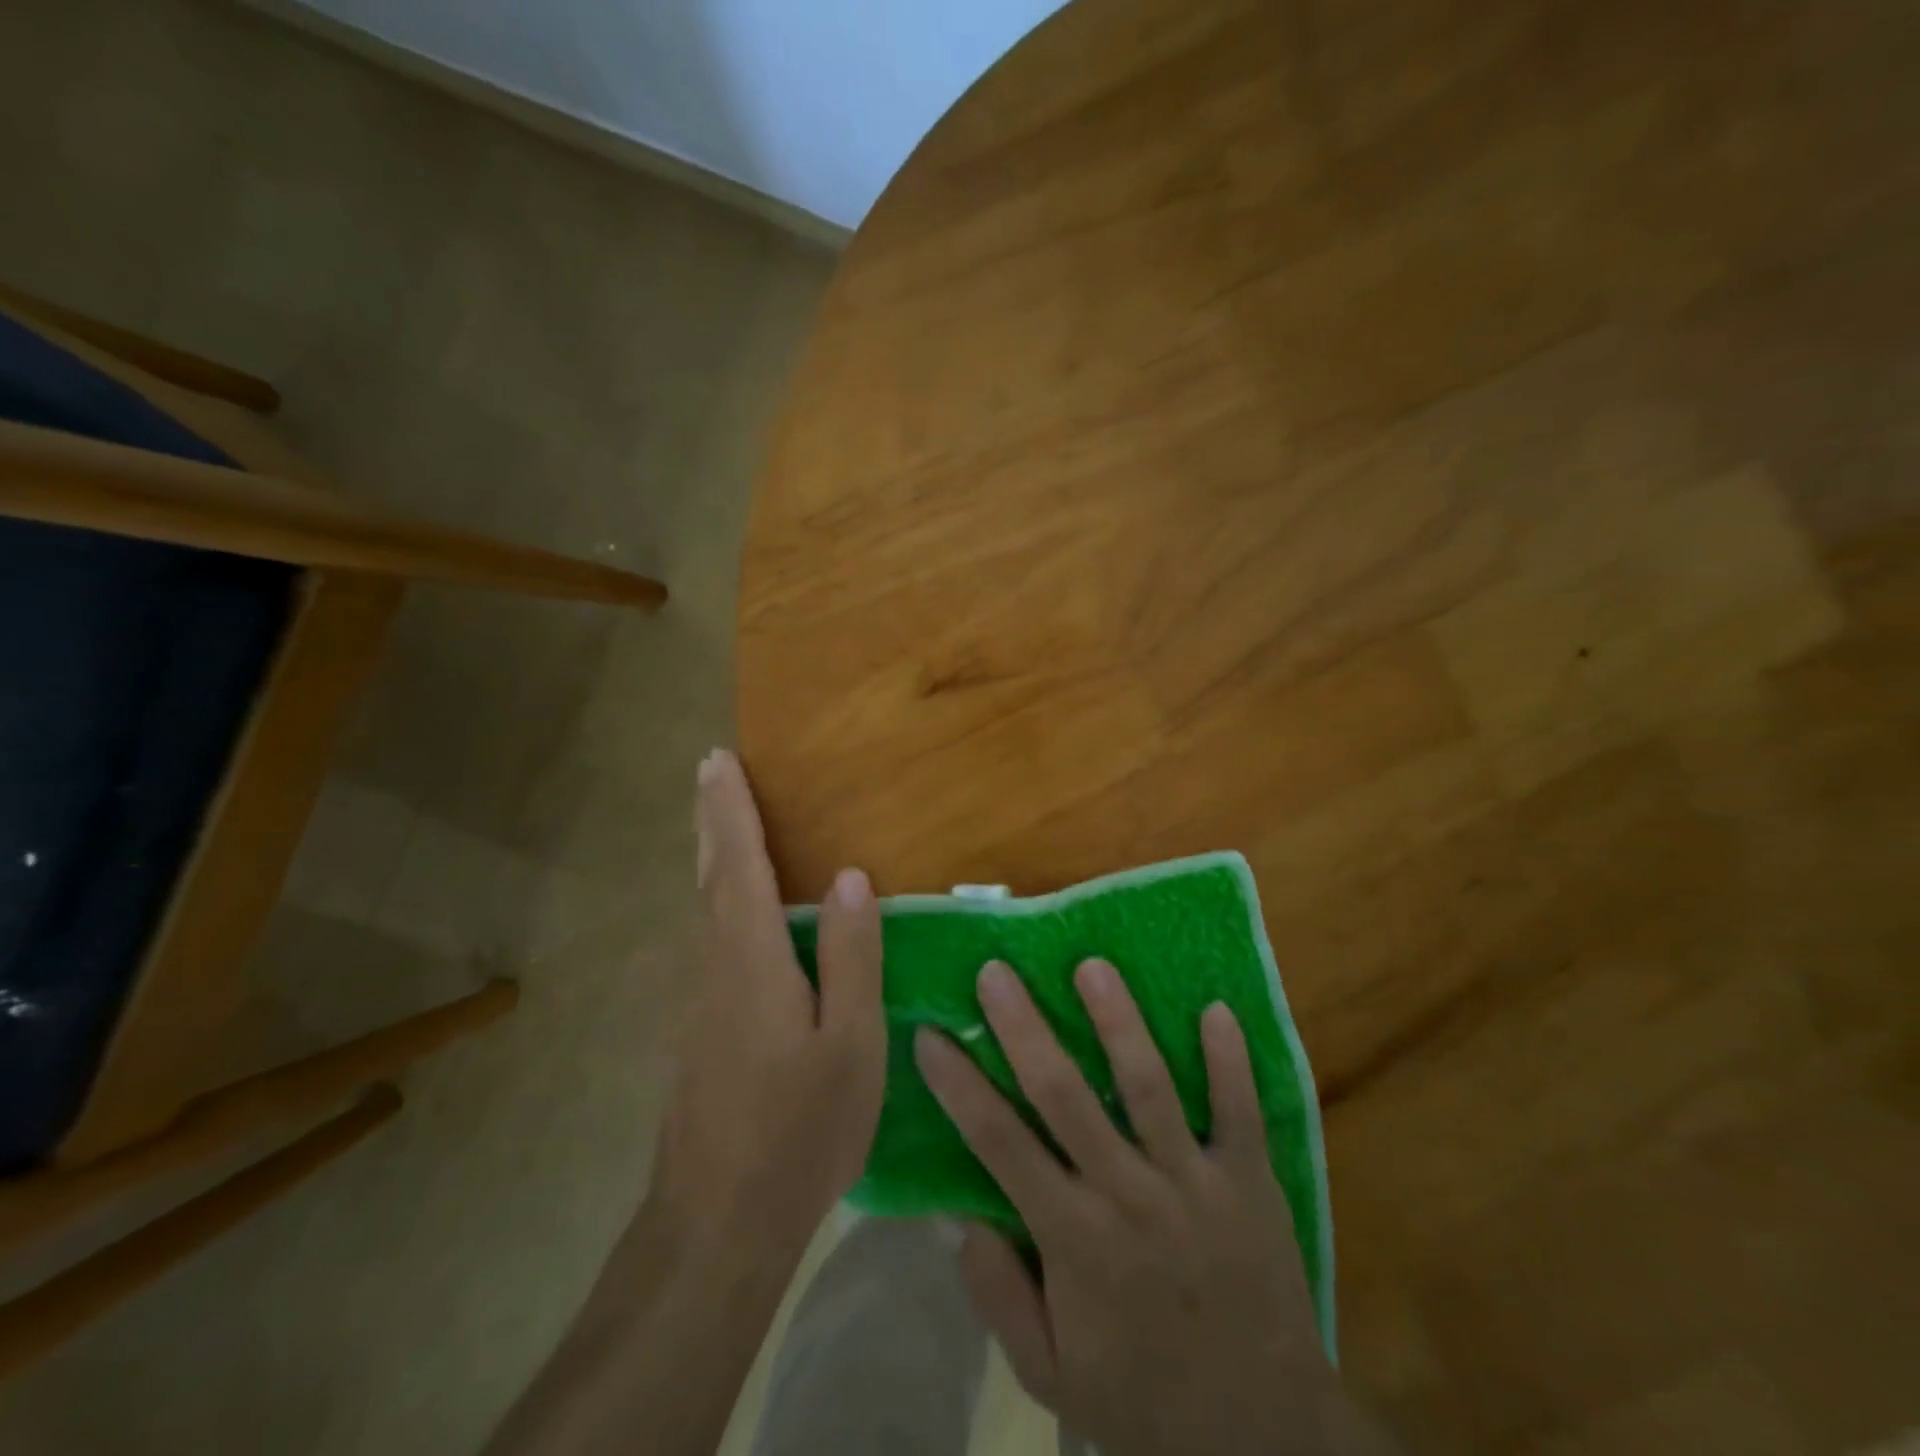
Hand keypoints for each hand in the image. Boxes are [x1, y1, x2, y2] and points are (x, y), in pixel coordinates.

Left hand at [649, 749, 884, 1255]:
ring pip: (704, 908)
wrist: (716, 1223)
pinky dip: (719, 900)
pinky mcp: (695, 1028)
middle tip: (710, 771)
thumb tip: (848, 878)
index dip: (729, 809)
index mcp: (751, 959)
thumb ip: (850, 956)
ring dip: (713, 856)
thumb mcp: (850, 1043)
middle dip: (712, 818)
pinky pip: (709, 939)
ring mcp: (696, 999)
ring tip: (726, 822)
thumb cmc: (799, 1130)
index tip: (717, 760)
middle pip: (710, 875)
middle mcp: (712, 965)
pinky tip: (737, 910)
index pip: (737, 864)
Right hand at [916, 960, 1391, 1455]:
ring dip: (1120, 1024)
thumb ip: (998, 1294)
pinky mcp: (1250, 1183)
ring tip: (1092, 966)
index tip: (929, 1035)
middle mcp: (1129, 1197)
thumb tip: (956, 1214)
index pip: (1001, 1145)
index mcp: (1075, 1241)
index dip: (960, 1087)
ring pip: (1149, 1088)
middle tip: (996, 972)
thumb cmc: (1142, 1399)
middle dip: (1025, 1030)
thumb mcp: (1050, 1374)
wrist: (1263, 1439)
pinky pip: (1240, 1112)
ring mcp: (1194, 1183)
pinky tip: (1216, 1008)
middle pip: (1066, 1097)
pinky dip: (1230, 1061)